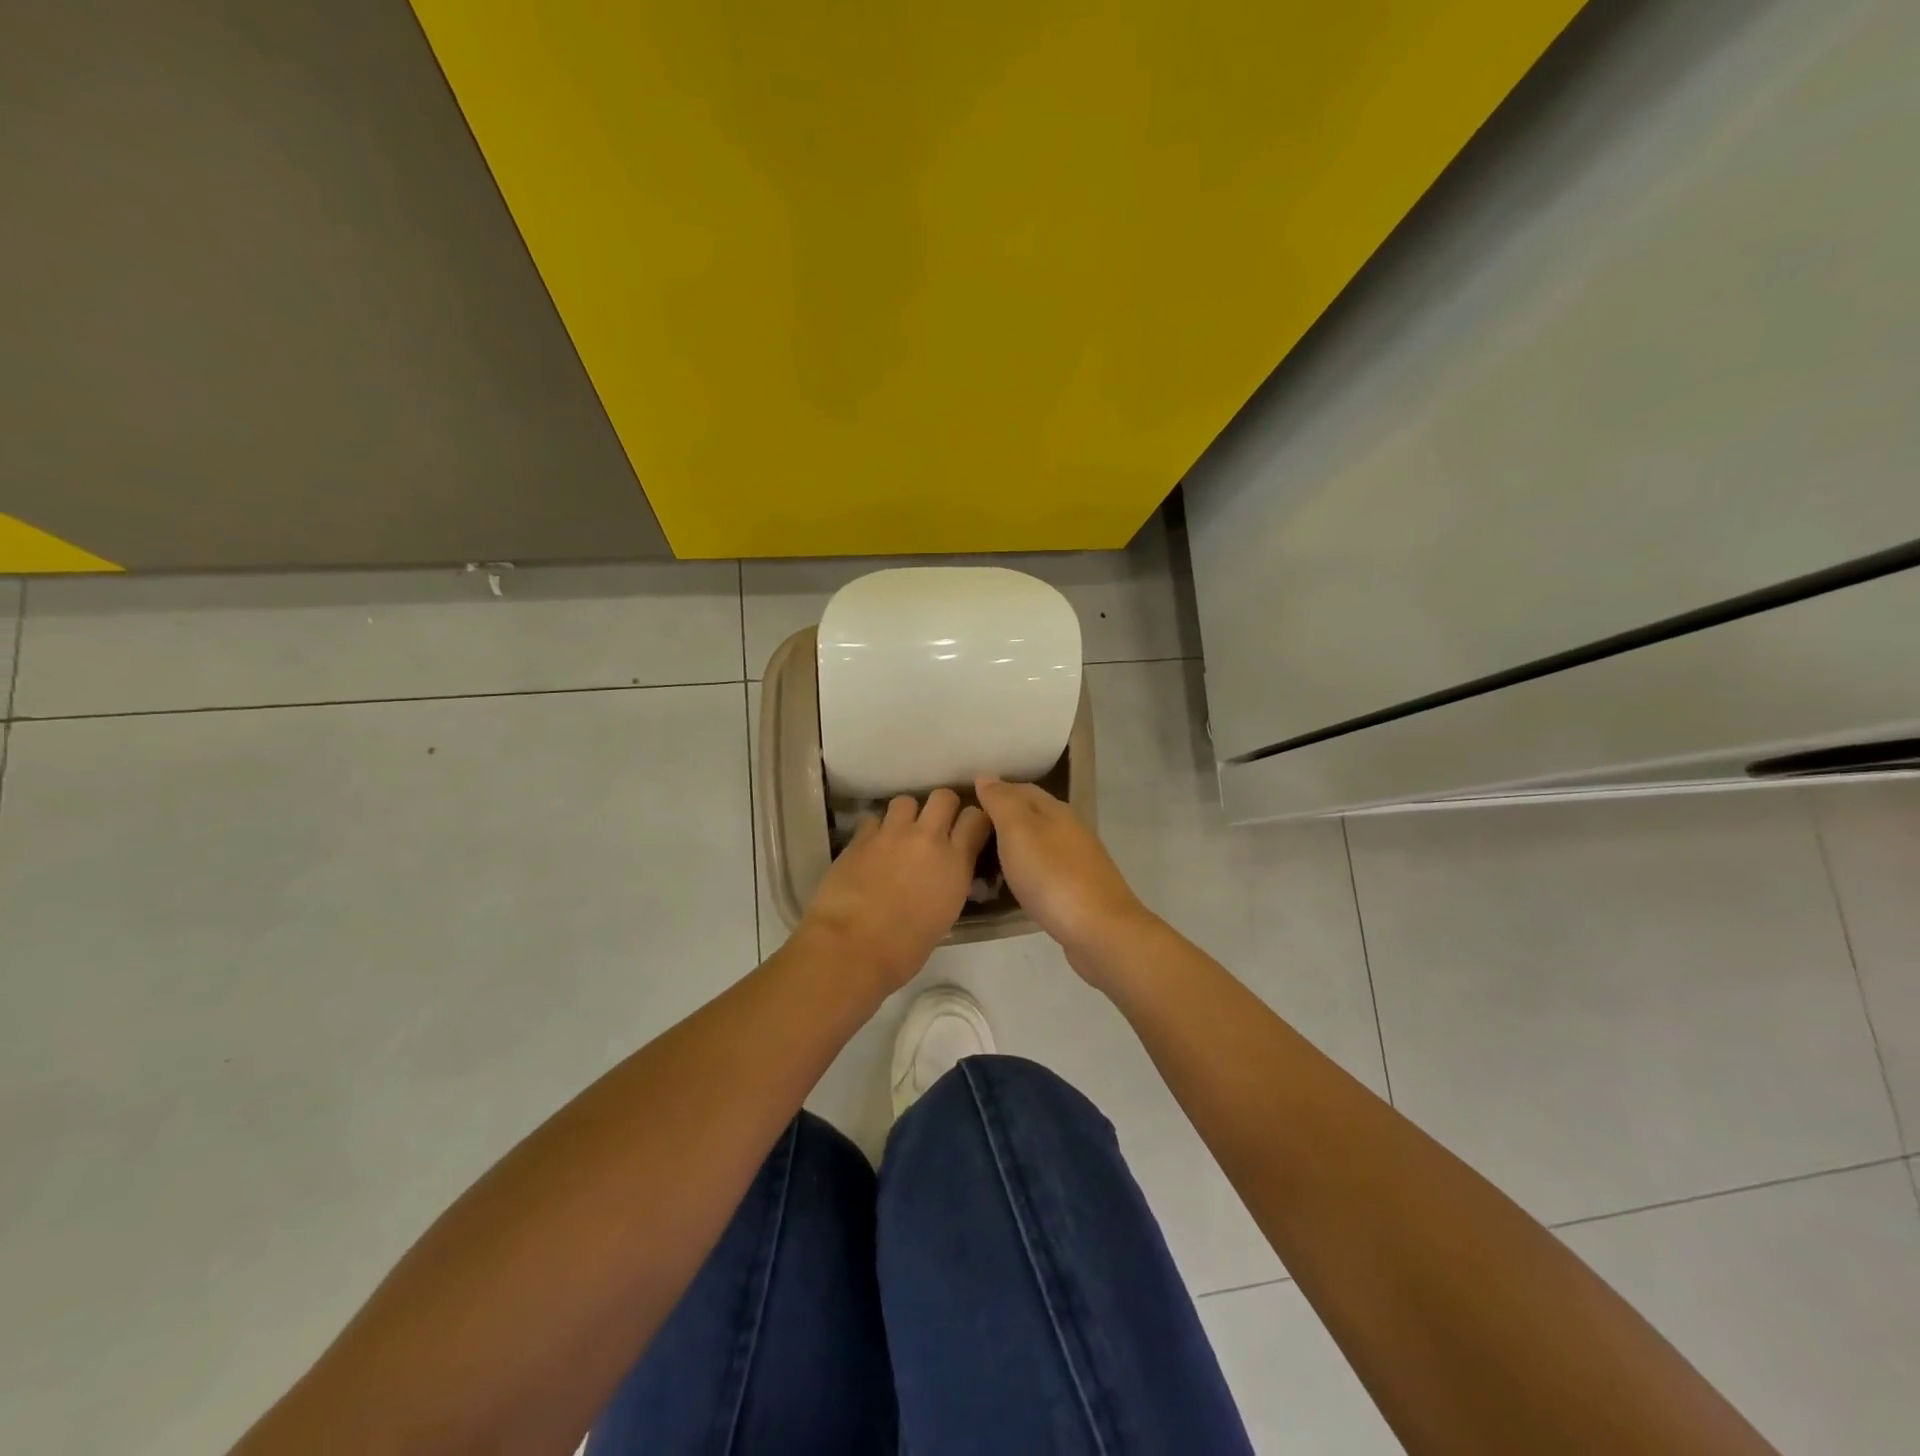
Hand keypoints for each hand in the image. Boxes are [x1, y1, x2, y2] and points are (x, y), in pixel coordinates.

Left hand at [798, 788, 992, 990]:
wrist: (851, 948)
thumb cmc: (904, 949)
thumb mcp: (944, 915)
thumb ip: (950, 883)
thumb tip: (947, 874)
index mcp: (955, 862)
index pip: (977, 818)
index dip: (974, 820)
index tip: (970, 830)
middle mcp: (927, 838)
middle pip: (943, 796)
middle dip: (943, 807)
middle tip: (936, 826)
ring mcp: (891, 834)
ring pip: (905, 801)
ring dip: (907, 815)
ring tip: (900, 834)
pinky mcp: (860, 838)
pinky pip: (873, 819)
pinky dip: (876, 830)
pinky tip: (872, 848)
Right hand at [974, 776, 1154, 977]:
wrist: (1100, 931)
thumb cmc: (1052, 876)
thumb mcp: (1018, 831)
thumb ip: (1002, 802)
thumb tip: (986, 775)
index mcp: (1055, 810)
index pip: (1021, 789)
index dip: (995, 791)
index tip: (967, 803)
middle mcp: (1070, 830)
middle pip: (1032, 815)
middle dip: (1003, 820)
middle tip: (968, 835)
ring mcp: (1078, 861)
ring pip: (1039, 844)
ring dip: (1014, 848)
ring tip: (983, 861)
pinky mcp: (1079, 891)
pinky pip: (1045, 871)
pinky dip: (1026, 872)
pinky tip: (1014, 886)